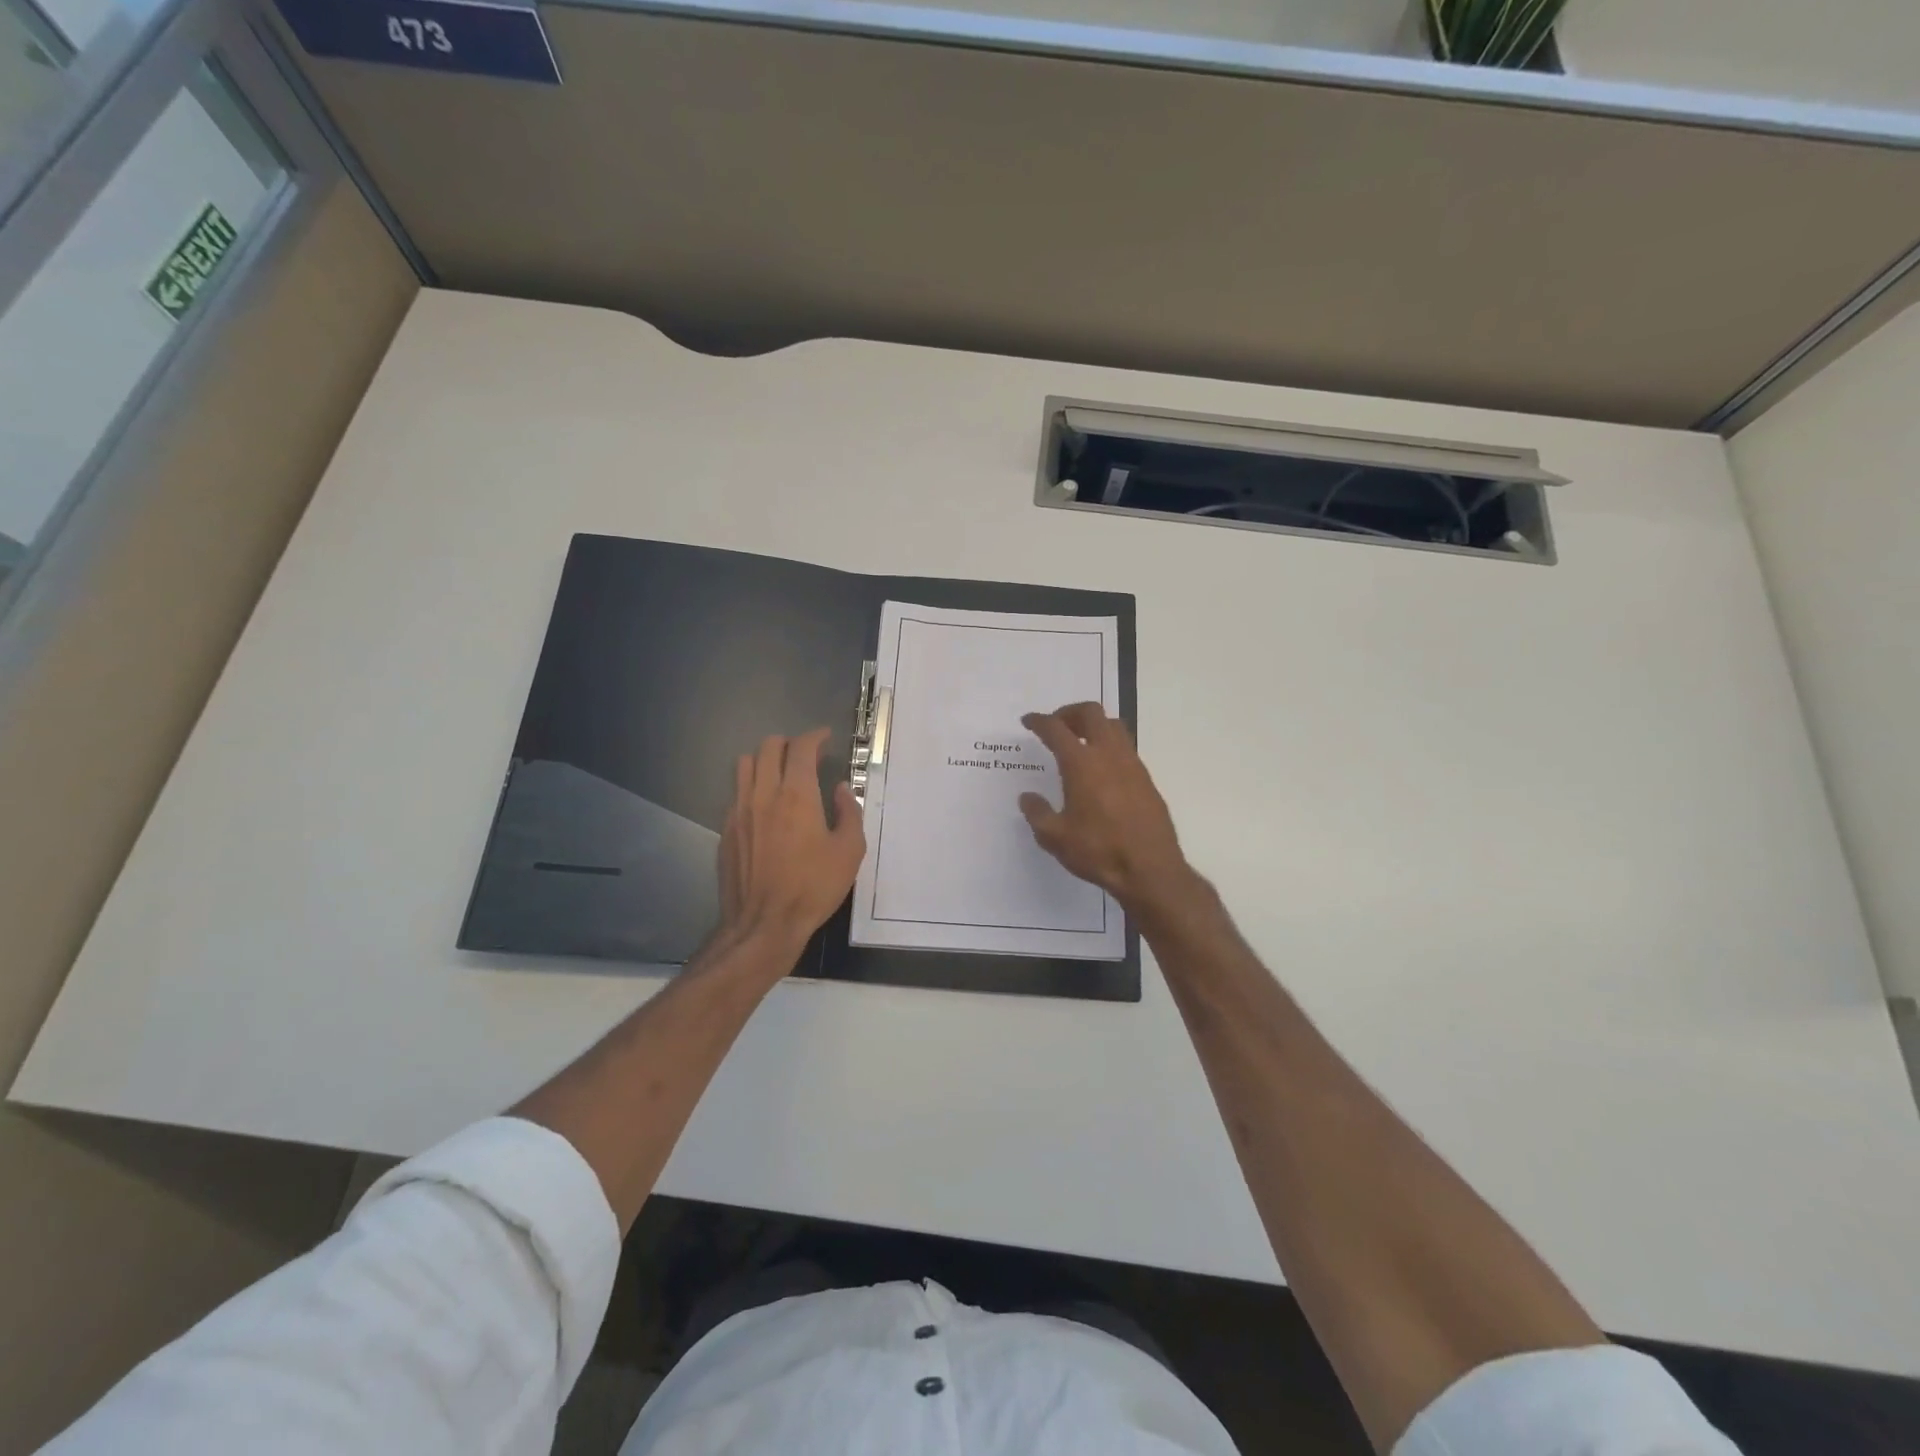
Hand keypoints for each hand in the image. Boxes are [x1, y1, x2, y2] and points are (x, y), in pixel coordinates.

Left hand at [718, 728, 865, 952]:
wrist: (763, 925)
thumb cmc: (812, 888)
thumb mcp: (849, 852)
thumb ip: (848, 813)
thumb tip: (840, 790)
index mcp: (797, 795)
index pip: (801, 747)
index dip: (815, 736)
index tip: (826, 738)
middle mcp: (763, 794)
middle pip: (768, 747)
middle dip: (790, 743)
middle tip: (806, 755)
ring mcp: (739, 811)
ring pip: (745, 764)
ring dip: (765, 760)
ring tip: (781, 773)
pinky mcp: (726, 830)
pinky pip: (736, 793)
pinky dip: (752, 787)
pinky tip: (765, 807)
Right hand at [1018, 703, 1195, 916]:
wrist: (1150, 869)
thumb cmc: (1098, 851)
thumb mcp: (1055, 837)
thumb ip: (1037, 813)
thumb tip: (1028, 798)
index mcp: (1081, 763)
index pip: (1056, 729)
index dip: (1039, 721)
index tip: (1028, 721)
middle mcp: (1108, 754)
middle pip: (1091, 713)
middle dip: (1069, 713)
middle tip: (1056, 726)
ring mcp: (1132, 764)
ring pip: (1113, 726)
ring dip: (1093, 725)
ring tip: (1079, 742)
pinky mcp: (1146, 779)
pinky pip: (1126, 748)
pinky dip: (1109, 745)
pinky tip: (1101, 769)